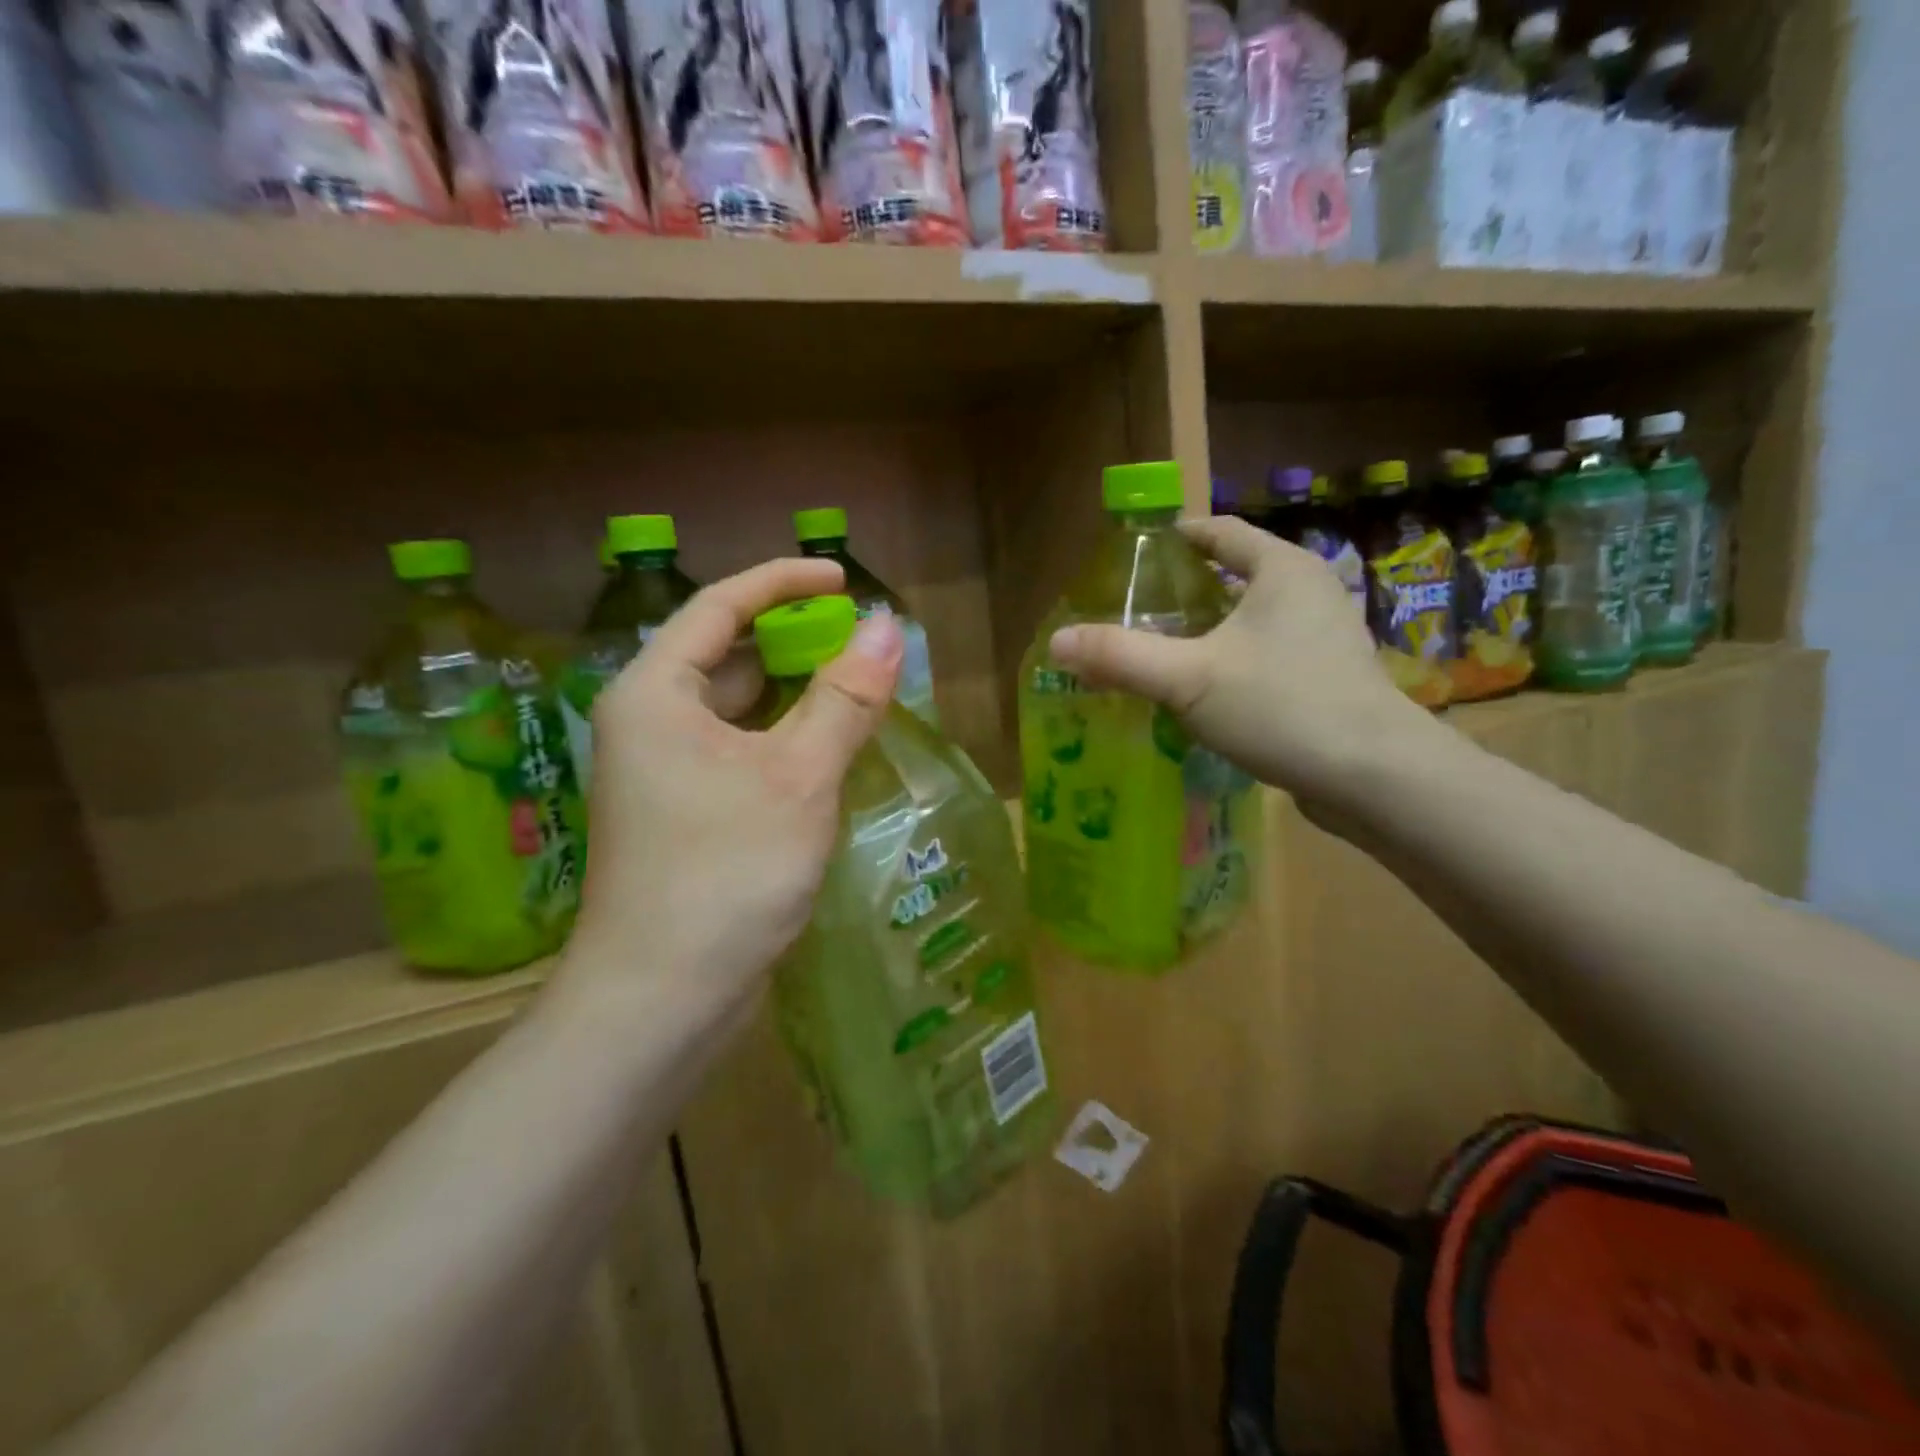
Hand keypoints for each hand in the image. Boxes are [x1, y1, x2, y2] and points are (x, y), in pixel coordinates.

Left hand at [563, 558, 902, 1033]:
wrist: (661, 1001)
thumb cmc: (725, 875)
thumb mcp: (798, 778)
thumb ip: (845, 698)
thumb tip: (890, 627)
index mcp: (656, 693)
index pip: (720, 606)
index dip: (783, 582)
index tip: (843, 579)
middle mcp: (651, 722)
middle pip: (729, 655)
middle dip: (796, 641)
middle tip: (865, 642)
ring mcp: (666, 772)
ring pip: (739, 709)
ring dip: (797, 694)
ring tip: (862, 687)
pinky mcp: (687, 813)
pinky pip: (742, 752)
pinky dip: (786, 739)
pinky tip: (832, 749)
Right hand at [1047, 517, 1437, 811]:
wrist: (1373, 777)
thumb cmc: (1282, 707)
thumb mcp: (1188, 678)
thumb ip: (1121, 656)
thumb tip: (1056, 641)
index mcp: (1282, 570)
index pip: (1221, 531)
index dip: (1176, 537)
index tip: (1135, 556)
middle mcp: (1309, 592)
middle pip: (1236, 575)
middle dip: (1185, 591)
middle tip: (1134, 612)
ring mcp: (1324, 637)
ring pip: (1251, 620)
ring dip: (1207, 631)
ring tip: (1159, 653)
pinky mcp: (1328, 679)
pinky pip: (1266, 655)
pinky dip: (1231, 662)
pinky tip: (1202, 695)